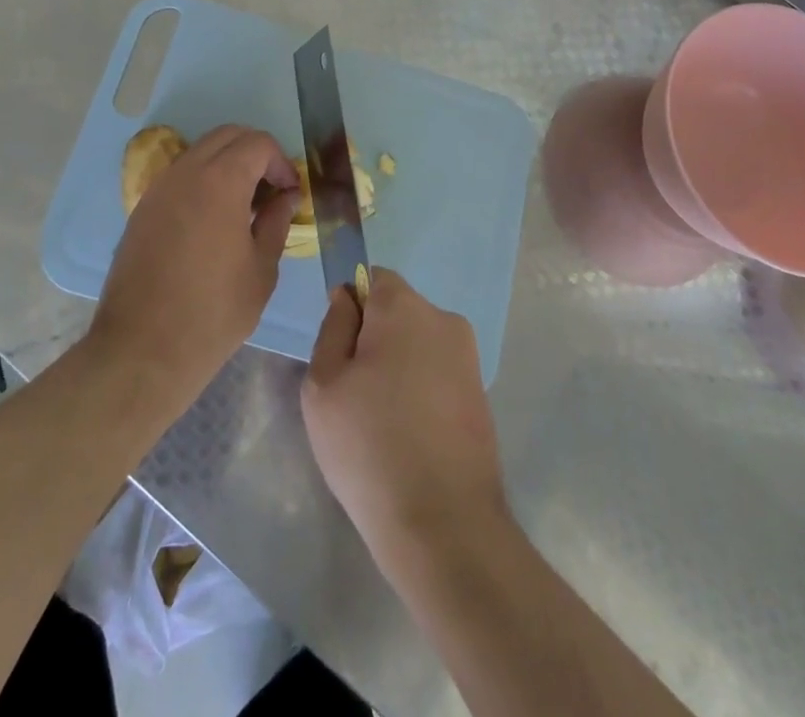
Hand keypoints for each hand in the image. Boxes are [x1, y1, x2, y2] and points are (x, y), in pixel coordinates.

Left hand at [90, 125, 299, 406]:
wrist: (142, 350)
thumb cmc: (214, 312)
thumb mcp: (261, 269)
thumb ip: (276, 222)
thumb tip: (285, 197)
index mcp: (220, 181)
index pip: (258, 143)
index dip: (281, 161)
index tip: (291, 193)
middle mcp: (186, 172)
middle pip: (227, 136)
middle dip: (255, 153)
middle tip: (271, 190)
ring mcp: (158, 188)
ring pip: (200, 152)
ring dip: (227, 164)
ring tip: (243, 206)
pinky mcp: (141, 209)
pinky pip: (179, 175)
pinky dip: (203, 180)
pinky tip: (212, 220)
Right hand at [302, 269, 508, 571]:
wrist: (444, 525)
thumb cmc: (369, 446)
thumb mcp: (324, 384)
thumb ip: (333, 328)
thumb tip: (346, 297)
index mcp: (405, 307)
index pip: (372, 278)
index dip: (351, 307)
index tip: (340, 352)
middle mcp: (444, 319)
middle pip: (397, 311)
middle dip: (374, 338)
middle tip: (353, 393)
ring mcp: (469, 357)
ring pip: (417, 344)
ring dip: (398, 366)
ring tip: (380, 421)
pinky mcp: (480, 394)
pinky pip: (437, 373)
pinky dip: (420, 391)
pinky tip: (408, 436)